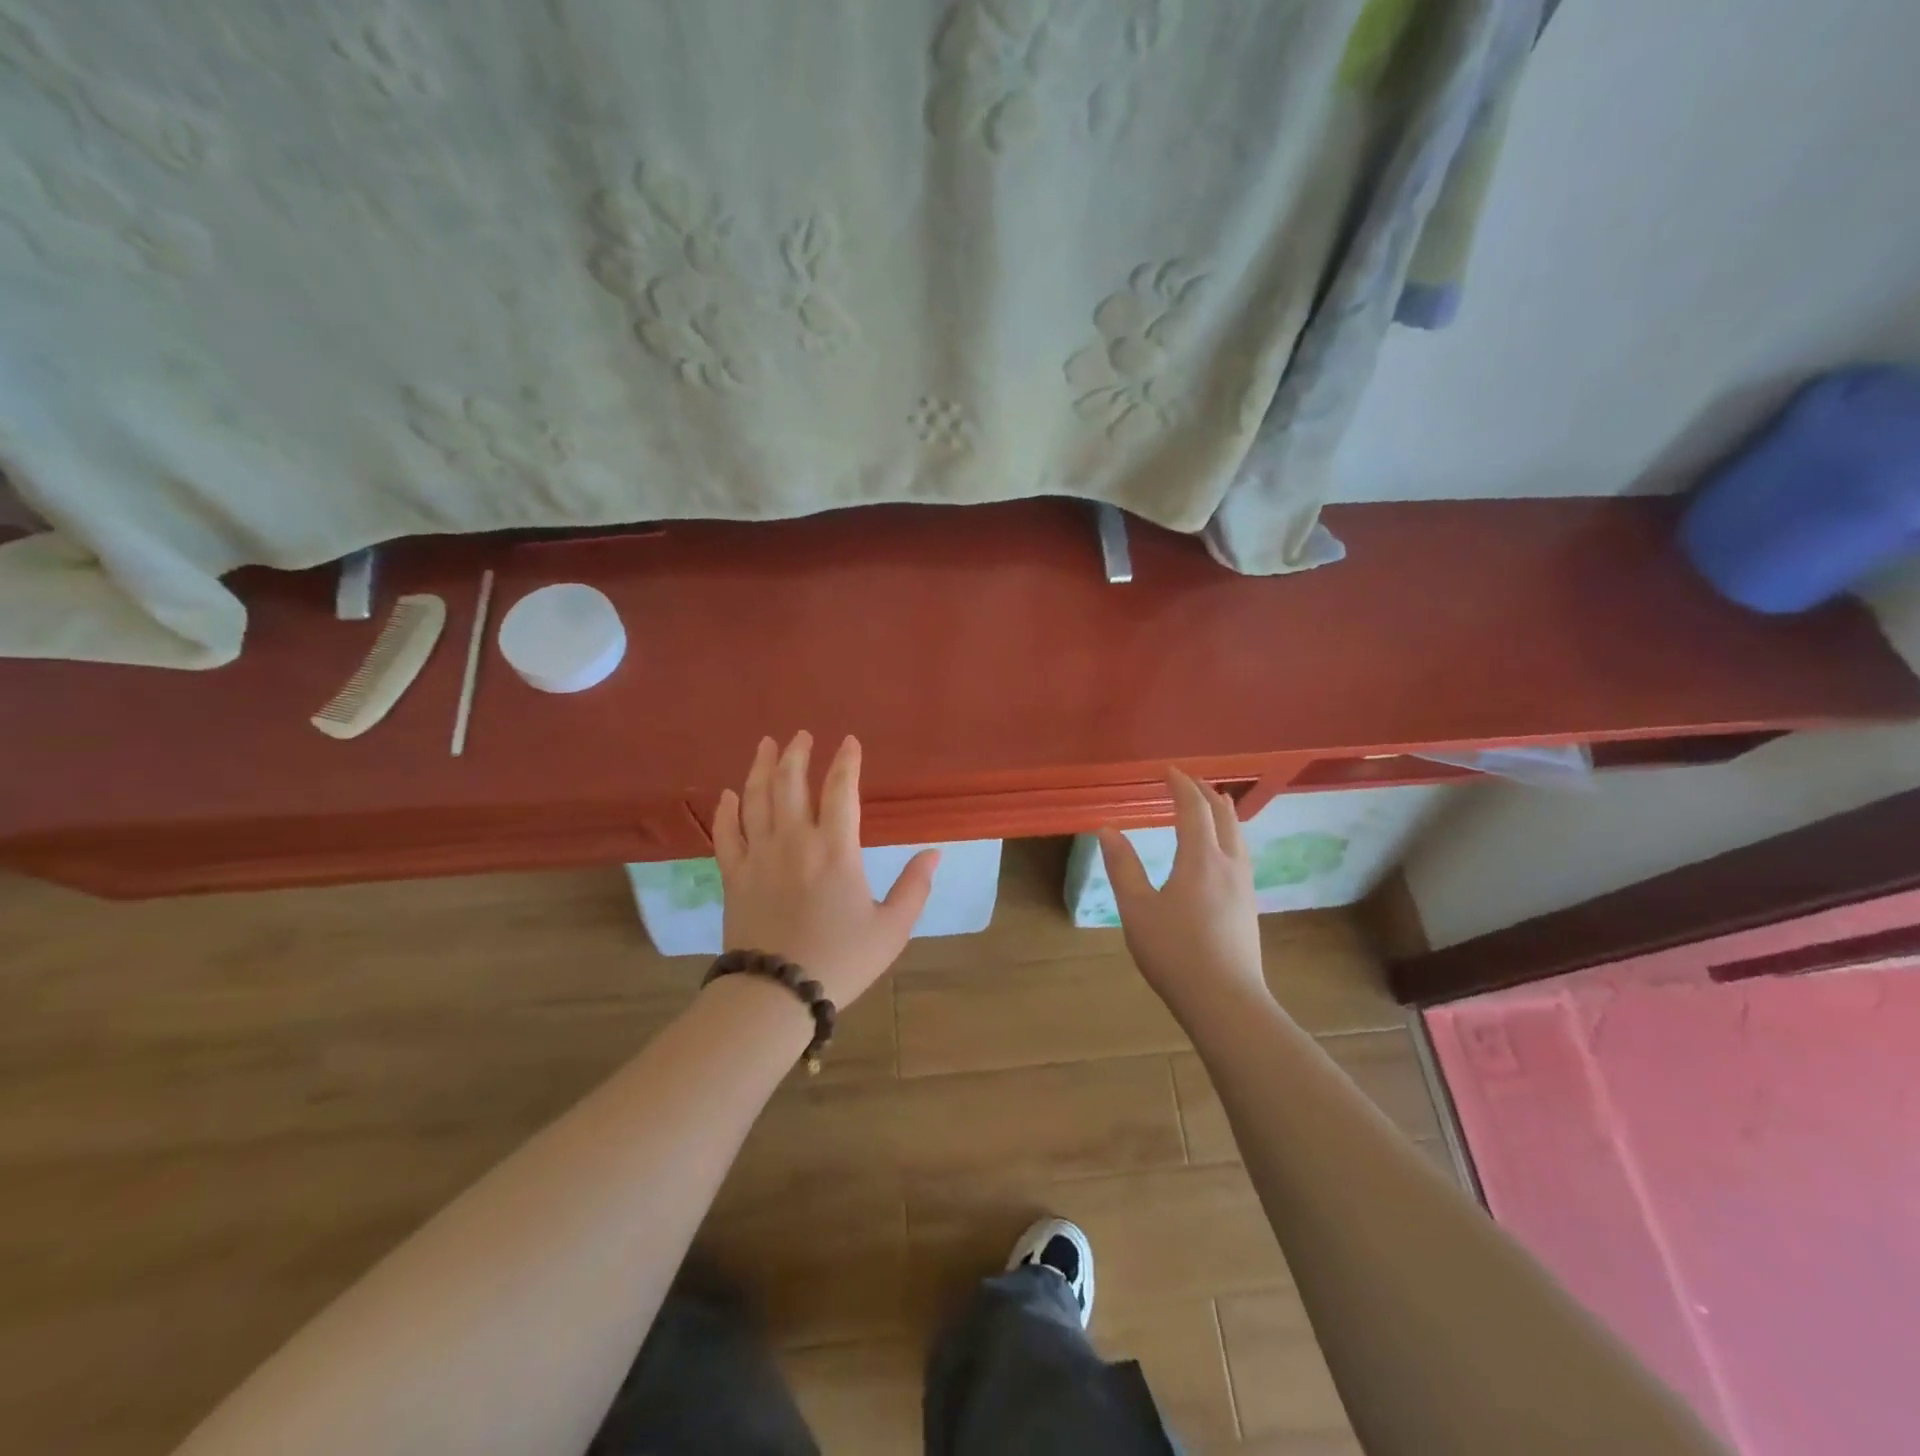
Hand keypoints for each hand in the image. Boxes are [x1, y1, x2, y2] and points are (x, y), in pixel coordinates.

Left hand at [713, 732, 938, 1007]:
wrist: (777, 994)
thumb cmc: (841, 960)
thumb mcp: (892, 928)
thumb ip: (915, 887)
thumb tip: (935, 852)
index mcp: (836, 850)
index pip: (841, 790)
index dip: (846, 762)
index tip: (850, 741)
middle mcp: (794, 841)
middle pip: (791, 783)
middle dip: (797, 754)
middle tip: (801, 734)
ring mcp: (758, 856)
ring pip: (756, 799)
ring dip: (761, 768)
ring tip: (767, 745)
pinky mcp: (734, 876)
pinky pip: (726, 834)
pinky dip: (727, 810)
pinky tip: (729, 794)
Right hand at [1099, 768, 1266, 1014]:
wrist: (1226, 1001)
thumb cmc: (1175, 953)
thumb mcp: (1137, 910)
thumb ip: (1123, 867)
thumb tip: (1108, 830)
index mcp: (1201, 859)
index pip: (1194, 809)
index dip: (1181, 786)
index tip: (1168, 771)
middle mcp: (1229, 864)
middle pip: (1223, 816)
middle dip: (1206, 793)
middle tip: (1189, 781)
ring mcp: (1244, 885)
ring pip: (1238, 835)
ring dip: (1223, 813)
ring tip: (1215, 803)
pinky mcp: (1249, 905)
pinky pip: (1242, 853)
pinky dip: (1230, 835)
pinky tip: (1224, 850)